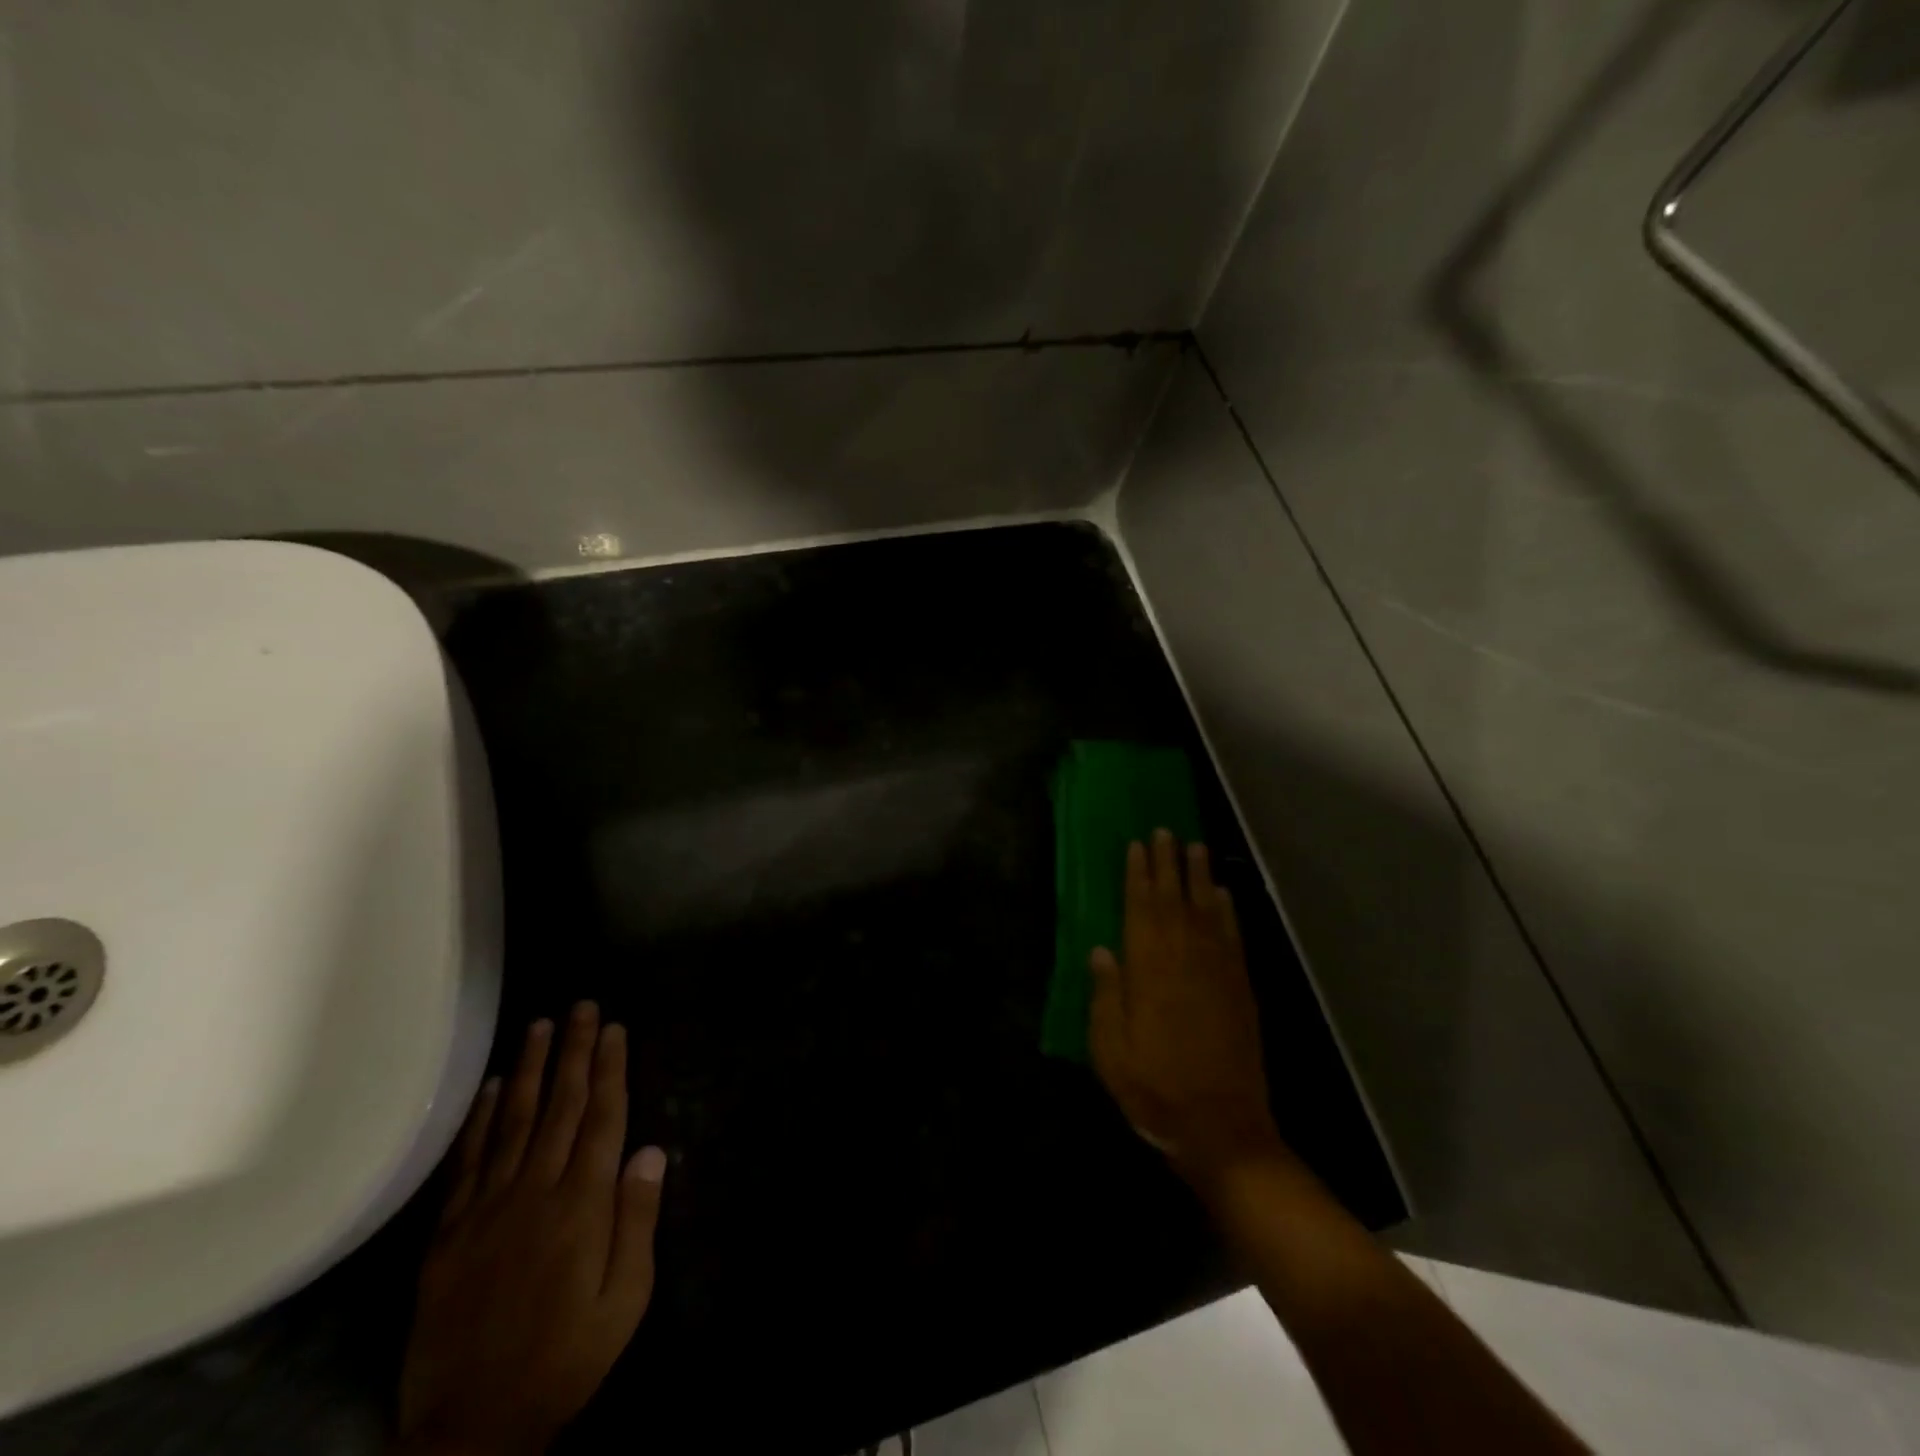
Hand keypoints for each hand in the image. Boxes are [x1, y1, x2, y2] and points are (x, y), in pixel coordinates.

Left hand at [396, 1004, 666, 1455]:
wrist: (474, 1425)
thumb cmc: (566, 1355)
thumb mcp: (625, 1298)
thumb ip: (637, 1220)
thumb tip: (652, 1150)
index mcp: (582, 1204)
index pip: (602, 1118)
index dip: (611, 1069)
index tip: (615, 1028)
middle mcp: (536, 1191)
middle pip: (561, 1106)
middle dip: (575, 1052)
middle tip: (582, 1007)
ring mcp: (488, 1208)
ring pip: (515, 1121)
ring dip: (532, 1069)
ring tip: (542, 1025)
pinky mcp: (450, 1232)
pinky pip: (469, 1161)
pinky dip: (482, 1119)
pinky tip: (494, 1086)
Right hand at [1089, 831, 1286, 1186]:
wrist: (1222, 1128)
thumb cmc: (1155, 1089)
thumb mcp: (1110, 1050)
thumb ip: (1106, 995)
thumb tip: (1101, 950)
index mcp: (1149, 970)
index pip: (1141, 908)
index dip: (1138, 874)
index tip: (1137, 845)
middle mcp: (1185, 959)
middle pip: (1175, 898)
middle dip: (1168, 862)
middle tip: (1166, 830)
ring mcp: (1218, 971)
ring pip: (1207, 909)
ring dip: (1200, 876)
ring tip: (1196, 846)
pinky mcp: (1241, 988)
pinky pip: (1233, 936)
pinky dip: (1229, 911)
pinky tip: (1224, 894)